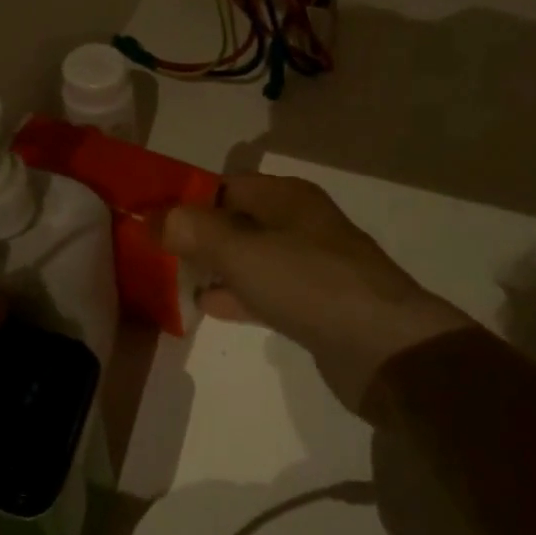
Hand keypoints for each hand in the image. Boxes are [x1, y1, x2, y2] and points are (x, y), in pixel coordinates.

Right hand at [158, 173, 469, 411]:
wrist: (385, 349)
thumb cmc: (310, 284)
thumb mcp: (242, 251)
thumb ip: (193, 231)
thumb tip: (151, 217)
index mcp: (286, 197)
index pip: (225, 185)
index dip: (186, 199)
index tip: (149, 219)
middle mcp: (299, 223)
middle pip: (236, 221)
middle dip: (197, 235)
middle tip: (154, 253)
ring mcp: (310, 266)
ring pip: (249, 257)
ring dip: (215, 266)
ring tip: (171, 279)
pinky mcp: (315, 306)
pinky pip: (265, 291)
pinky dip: (236, 295)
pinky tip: (207, 307)